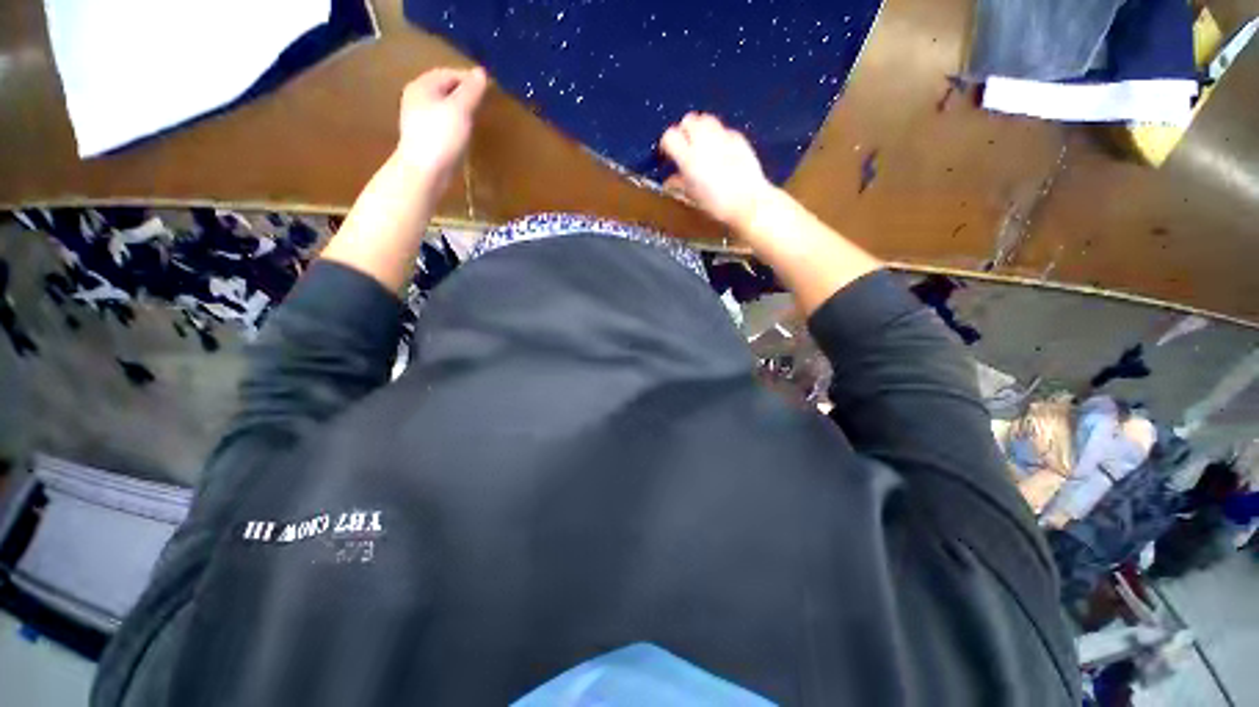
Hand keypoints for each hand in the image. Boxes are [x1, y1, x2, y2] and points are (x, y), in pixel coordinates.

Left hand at [396, 67, 487, 192]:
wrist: (424, 172)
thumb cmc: (441, 137)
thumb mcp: (460, 109)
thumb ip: (471, 90)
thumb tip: (481, 72)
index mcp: (422, 86)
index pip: (448, 73)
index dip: (468, 78)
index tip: (488, 87)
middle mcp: (416, 98)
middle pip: (443, 89)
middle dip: (463, 92)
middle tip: (483, 102)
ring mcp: (417, 119)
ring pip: (442, 106)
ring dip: (459, 108)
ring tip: (476, 117)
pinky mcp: (423, 137)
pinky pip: (441, 122)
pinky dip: (454, 123)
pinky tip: (464, 133)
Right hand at [659, 112, 774, 229]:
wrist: (749, 203)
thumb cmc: (717, 206)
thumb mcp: (693, 198)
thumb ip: (679, 184)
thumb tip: (670, 180)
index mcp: (689, 159)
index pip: (670, 136)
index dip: (667, 144)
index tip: (668, 155)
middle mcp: (704, 142)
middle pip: (688, 120)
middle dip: (684, 131)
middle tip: (686, 148)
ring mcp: (723, 136)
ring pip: (705, 119)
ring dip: (700, 128)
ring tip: (702, 145)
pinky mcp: (738, 137)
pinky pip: (723, 129)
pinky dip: (718, 136)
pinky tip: (721, 152)